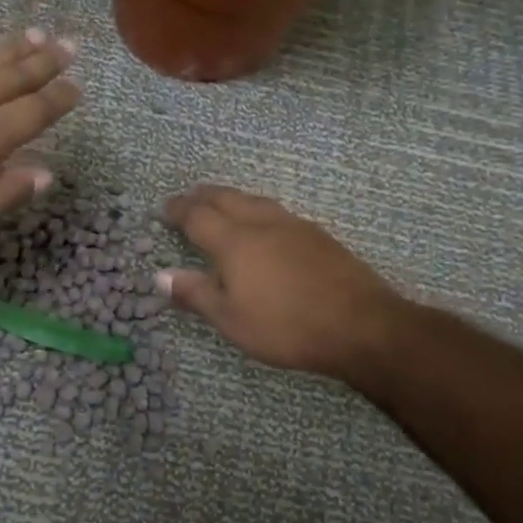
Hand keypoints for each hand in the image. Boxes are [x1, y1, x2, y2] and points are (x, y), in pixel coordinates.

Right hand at [158, 186, 406, 379]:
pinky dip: (257, 209)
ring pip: (255, 200)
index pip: (198, 216)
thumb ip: (196, 294)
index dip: (179, 210)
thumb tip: (160, 275)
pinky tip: (264, 223)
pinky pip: (277, 211)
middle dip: (203, 196)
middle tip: (189, 197)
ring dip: (232, 198)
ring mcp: (294, 226)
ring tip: (222, 202)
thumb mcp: (231, 320)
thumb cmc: (287, 326)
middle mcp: (262, 224)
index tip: (165, 208)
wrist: (361, 325)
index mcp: (235, 242)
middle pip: (226, 199)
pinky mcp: (318, 236)